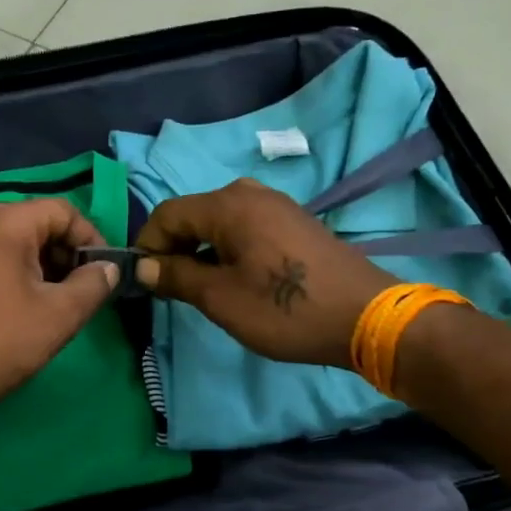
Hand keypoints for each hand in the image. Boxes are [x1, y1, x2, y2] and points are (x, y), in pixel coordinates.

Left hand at [0, 198, 119, 424]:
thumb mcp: (58, 316)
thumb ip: (92, 285)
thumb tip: (107, 268)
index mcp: (3, 222)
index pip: (62, 211)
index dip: (91, 238)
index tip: (104, 273)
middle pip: (37, 223)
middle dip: (67, 254)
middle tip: (83, 292)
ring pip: (15, 242)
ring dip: (44, 266)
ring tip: (58, 304)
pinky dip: (17, 273)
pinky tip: (25, 307)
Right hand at [133, 179, 392, 368]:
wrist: (367, 317)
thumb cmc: (287, 309)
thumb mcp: (221, 298)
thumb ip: (177, 276)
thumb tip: (143, 266)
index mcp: (228, 205)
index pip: (167, 214)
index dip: (148, 246)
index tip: (144, 281)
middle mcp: (250, 193)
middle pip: (193, 214)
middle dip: (174, 248)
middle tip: (171, 288)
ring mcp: (277, 205)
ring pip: (220, 221)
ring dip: (201, 250)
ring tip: (201, 287)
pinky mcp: (295, 222)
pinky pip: (246, 227)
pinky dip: (228, 248)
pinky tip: (236, 278)